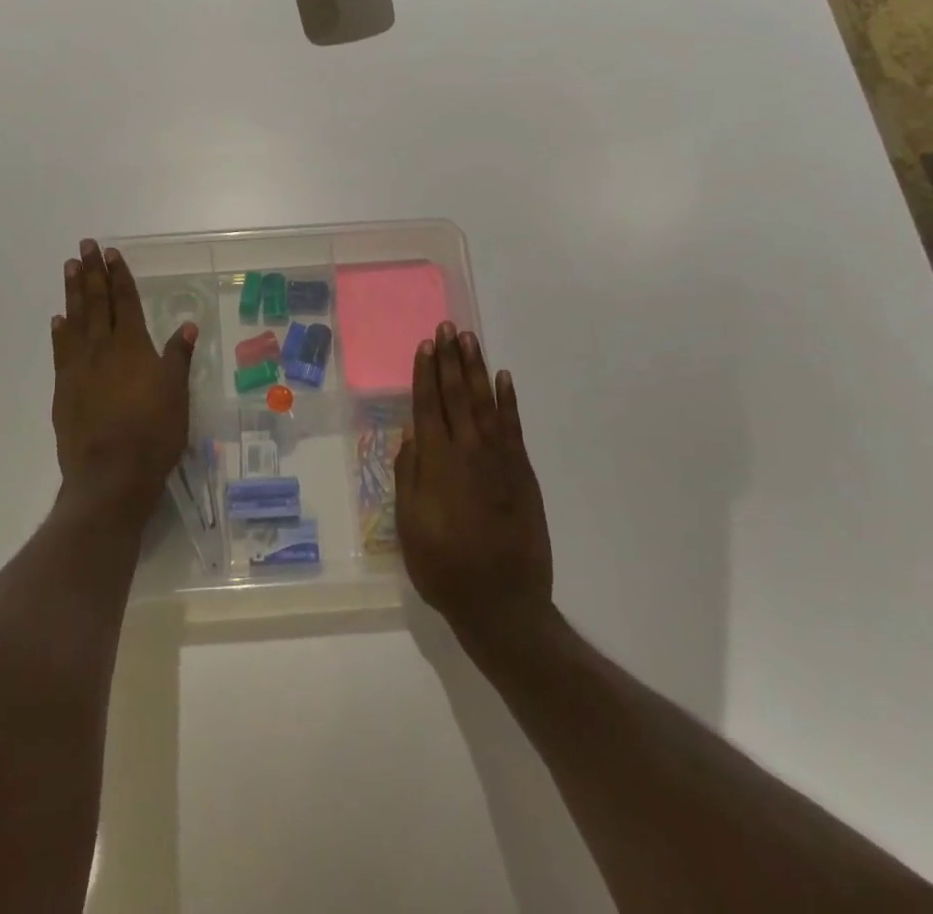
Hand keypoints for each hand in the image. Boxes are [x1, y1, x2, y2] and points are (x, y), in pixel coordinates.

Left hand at [50, 239, 196, 521]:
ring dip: (72, 292)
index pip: (125, 301)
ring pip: (75, 320)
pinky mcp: (63, 389)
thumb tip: (188, 324)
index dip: (119, 276)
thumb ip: (178, 356)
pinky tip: (58, 320)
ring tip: (69, 268)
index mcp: (133, 346)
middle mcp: (103, 348)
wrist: (110, 475)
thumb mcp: (177, 393)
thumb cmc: (153, 433)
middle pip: (96, 302)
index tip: (112, 253)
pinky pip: (60, 351)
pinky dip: (59, 332)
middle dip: (91, 272)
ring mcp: (79, 367)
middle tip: (85, 246)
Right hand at [397, 323, 553, 643]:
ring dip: (476, 370)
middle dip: (450, 360)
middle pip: (456, 396)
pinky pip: (514, 427)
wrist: (503, 604)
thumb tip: (410, 436)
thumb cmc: (445, 568)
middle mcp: (469, 452)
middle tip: (447, 328)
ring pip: (485, 403)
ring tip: (469, 340)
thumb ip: (409, 477)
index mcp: (437, 464)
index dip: (425, 374)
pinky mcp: (523, 473)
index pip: (428, 406)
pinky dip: (509, 401)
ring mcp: (500, 460)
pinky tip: (504, 379)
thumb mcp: (410, 527)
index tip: (425, 345)